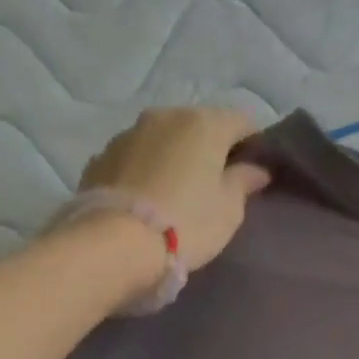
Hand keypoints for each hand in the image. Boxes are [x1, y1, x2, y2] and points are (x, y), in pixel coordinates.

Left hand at [66, 106, 271, 272]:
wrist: (116, 242)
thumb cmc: (188, 222)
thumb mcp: (229, 208)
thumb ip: (243, 182)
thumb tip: (256, 169)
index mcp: (204, 124)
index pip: (242, 121)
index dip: (253, 143)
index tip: (255, 170)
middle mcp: (165, 116)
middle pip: (199, 125)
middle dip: (211, 147)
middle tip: (217, 182)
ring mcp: (128, 133)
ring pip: (164, 138)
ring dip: (175, 156)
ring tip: (178, 190)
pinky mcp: (101, 156)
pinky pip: (136, 157)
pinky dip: (147, 169)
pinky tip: (149, 196)